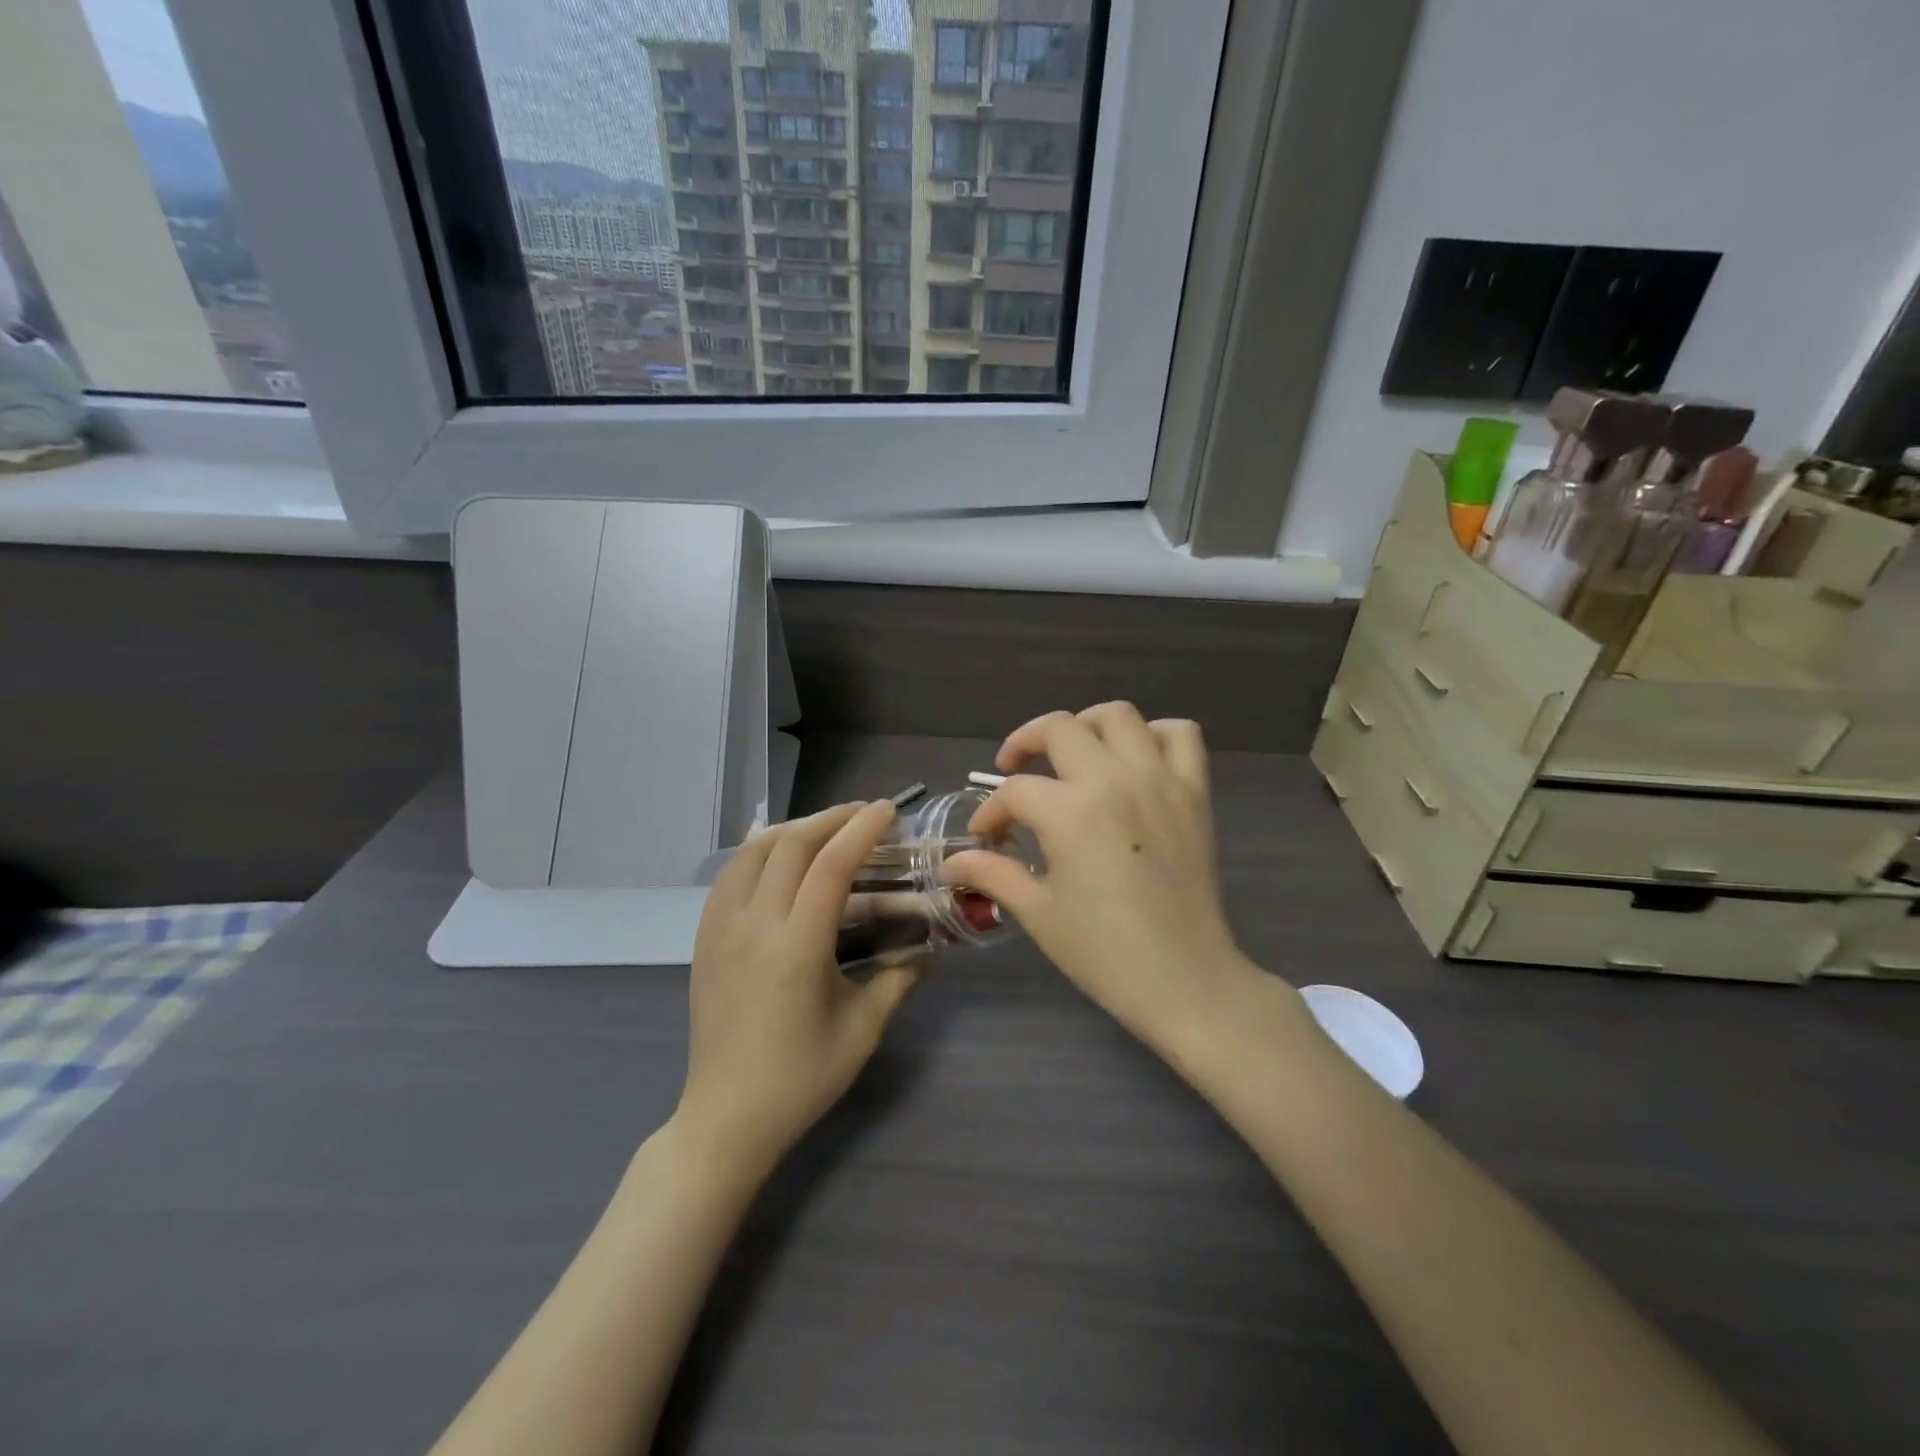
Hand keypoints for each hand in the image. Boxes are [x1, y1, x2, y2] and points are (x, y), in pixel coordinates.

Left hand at [675, 802, 919, 1176]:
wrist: (727, 1118)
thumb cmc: (802, 1077)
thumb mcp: (863, 1029)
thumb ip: (899, 978)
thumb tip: (931, 948)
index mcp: (797, 946)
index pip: (832, 865)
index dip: (862, 830)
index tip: (888, 810)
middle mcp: (754, 925)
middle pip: (790, 845)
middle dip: (830, 819)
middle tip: (863, 814)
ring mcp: (721, 929)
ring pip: (753, 852)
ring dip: (792, 829)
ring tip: (825, 828)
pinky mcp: (703, 938)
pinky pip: (730, 875)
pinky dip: (758, 852)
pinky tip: (778, 858)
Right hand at [944, 704, 1267, 1054]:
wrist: (1184, 979)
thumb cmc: (1104, 952)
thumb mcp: (1037, 912)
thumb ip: (992, 873)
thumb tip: (953, 862)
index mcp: (1070, 812)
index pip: (1016, 791)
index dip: (991, 812)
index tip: (985, 837)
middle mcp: (1114, 780)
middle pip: (1059, 728)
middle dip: (1025, 743)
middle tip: (1015, 771)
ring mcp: (1160, 780)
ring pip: (1118, 715)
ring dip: (1086, 725)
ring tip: (1073, 753)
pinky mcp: (1195, 792)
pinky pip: (1180, 735)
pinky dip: (1154, 735)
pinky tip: (1134, 760)